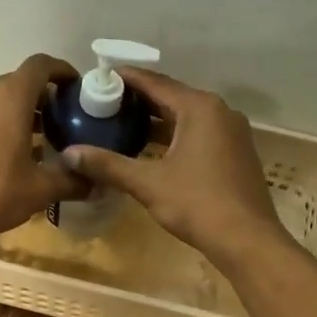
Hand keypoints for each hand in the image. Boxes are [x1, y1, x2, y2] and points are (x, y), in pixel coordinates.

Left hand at [0, 54, 82, 247]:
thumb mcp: (40, 189)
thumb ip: (72, 180)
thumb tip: (99, 185)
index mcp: (11, 96)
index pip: (41, 65)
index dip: (62, 71)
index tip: (78, 88)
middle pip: (21, 82)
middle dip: (45, 97)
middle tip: (67, 120)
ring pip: (0, 99)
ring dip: (23, 112)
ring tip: (44, 139)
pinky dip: (2, 123)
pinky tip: (15, 153)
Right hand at [61, 69, 287, 265]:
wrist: (247, 240)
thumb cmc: (197, 204)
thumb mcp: (147, 184)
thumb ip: (108, 165)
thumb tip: (69, 154)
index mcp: (200, 108)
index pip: (156, 83)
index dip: (127, 79)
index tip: (101, 76)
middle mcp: (220, 111)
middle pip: (173, 97)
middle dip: (140, 100)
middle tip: (106, 103)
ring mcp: (233, 132)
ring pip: (188, 117)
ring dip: (159, 120)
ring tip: (124, 124)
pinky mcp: (237, 152)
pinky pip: (201, 133)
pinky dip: (176, 135)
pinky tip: (155, 149)